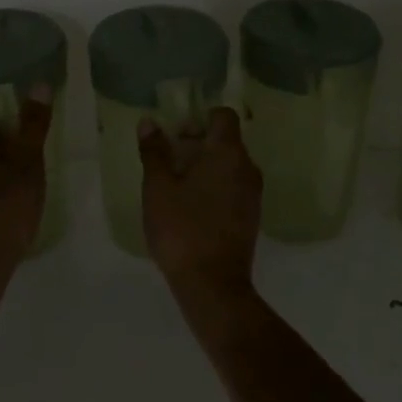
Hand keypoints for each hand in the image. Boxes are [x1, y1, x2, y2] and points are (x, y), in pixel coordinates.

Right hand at [139, 107, 262, 301]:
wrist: (213, 285)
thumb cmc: (182, 228)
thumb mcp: (158, 187)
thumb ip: (154, 152)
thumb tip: (149, 122)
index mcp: (228, 152)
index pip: (223, 116)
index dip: (200, 118)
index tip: (176, 135)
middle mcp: (247, 167)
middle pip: (226, 140)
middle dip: (197, 143)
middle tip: (169, 160)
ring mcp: (253, 194)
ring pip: (230, 165)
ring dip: (205, 166)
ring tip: (176, 185)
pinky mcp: (251, 217)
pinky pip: (233, 186)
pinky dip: (215, 186)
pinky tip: (191, 207)